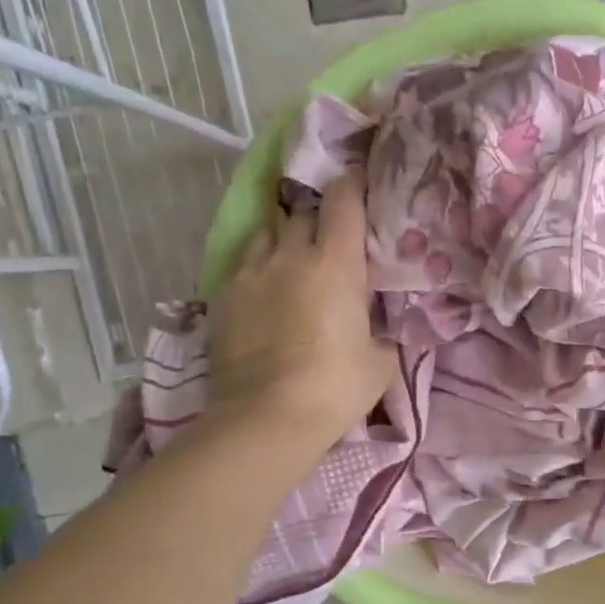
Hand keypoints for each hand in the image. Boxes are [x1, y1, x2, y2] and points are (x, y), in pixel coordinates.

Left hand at [204, 173, 396, 450]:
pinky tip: (265, 289)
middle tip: (331, 237)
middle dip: (318, 218)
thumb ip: (382, 332)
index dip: (353, 185)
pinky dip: (258, 267)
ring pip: (267, 232)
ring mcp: (250, 273)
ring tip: (293, 258)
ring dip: (284, 238)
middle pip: (302, 212)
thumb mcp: (380, 362)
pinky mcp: (222, 297)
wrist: (267, 418)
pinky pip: (243, 264)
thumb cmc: (335, 387)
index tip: (360, 186)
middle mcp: (290, 255)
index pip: (343, 200)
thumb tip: (380, 328)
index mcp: (336, 263)